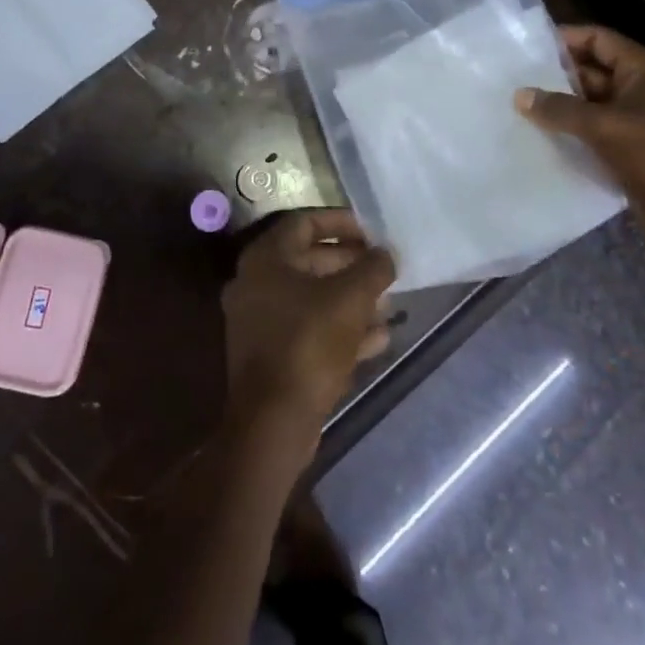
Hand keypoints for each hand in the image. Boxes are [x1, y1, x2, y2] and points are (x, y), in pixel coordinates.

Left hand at [221, 210, 395, 444]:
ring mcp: (260, 321)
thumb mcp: (350, 299)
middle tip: (383, 270)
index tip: (372, 232)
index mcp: (266, 258)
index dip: (341, 222)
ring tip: (388, 305)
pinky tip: (378, 339)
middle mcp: (256, 283)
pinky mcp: (272, 355)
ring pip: (312, 299)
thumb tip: (386, 253)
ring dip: (351, 300)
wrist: (274, 422)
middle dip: (351, 265)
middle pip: (309, 261)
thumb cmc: (309, 344)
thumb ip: (372, 268)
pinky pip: (309, 330)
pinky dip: (340, 329)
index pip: (305, 222)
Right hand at [515, 25, 644, 244]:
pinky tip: (539, 132)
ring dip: (560, 104)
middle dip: (556, 75)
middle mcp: (640, 87)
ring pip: (590, 101)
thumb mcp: (604, 127)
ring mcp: (636, 117)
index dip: (565, 39)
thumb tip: (519, 95)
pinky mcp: (629, 144)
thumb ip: (560, 109)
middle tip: (516, 79)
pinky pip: (594, 127)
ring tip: (520, 105)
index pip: (598, 39)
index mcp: (643, 70)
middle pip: (591, 69)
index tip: (528, 48)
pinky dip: (571, 128)